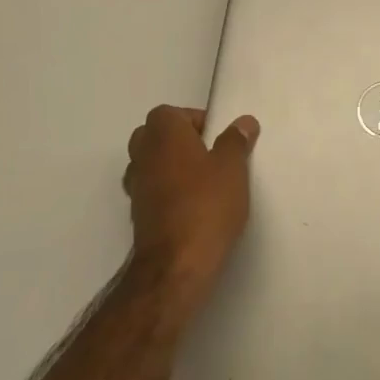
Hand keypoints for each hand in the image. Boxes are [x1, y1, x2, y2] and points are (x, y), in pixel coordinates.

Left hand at [122, 106, 259, 318]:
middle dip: (180, 142)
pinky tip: (192, 206)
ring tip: (203, 183)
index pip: (171, 113)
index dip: (195, 121)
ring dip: (172, 167)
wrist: (175, 266)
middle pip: (155, 136)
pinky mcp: (137, 215)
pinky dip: (167, 192)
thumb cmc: (206, 205)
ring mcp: (136, 187)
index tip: (218, 138)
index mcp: (163, 134)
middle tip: (210, 156)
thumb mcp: (233, 168)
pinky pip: (152, 190)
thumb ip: (236, 140)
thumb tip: (243, 122)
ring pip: (151, 164)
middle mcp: (142, 155)